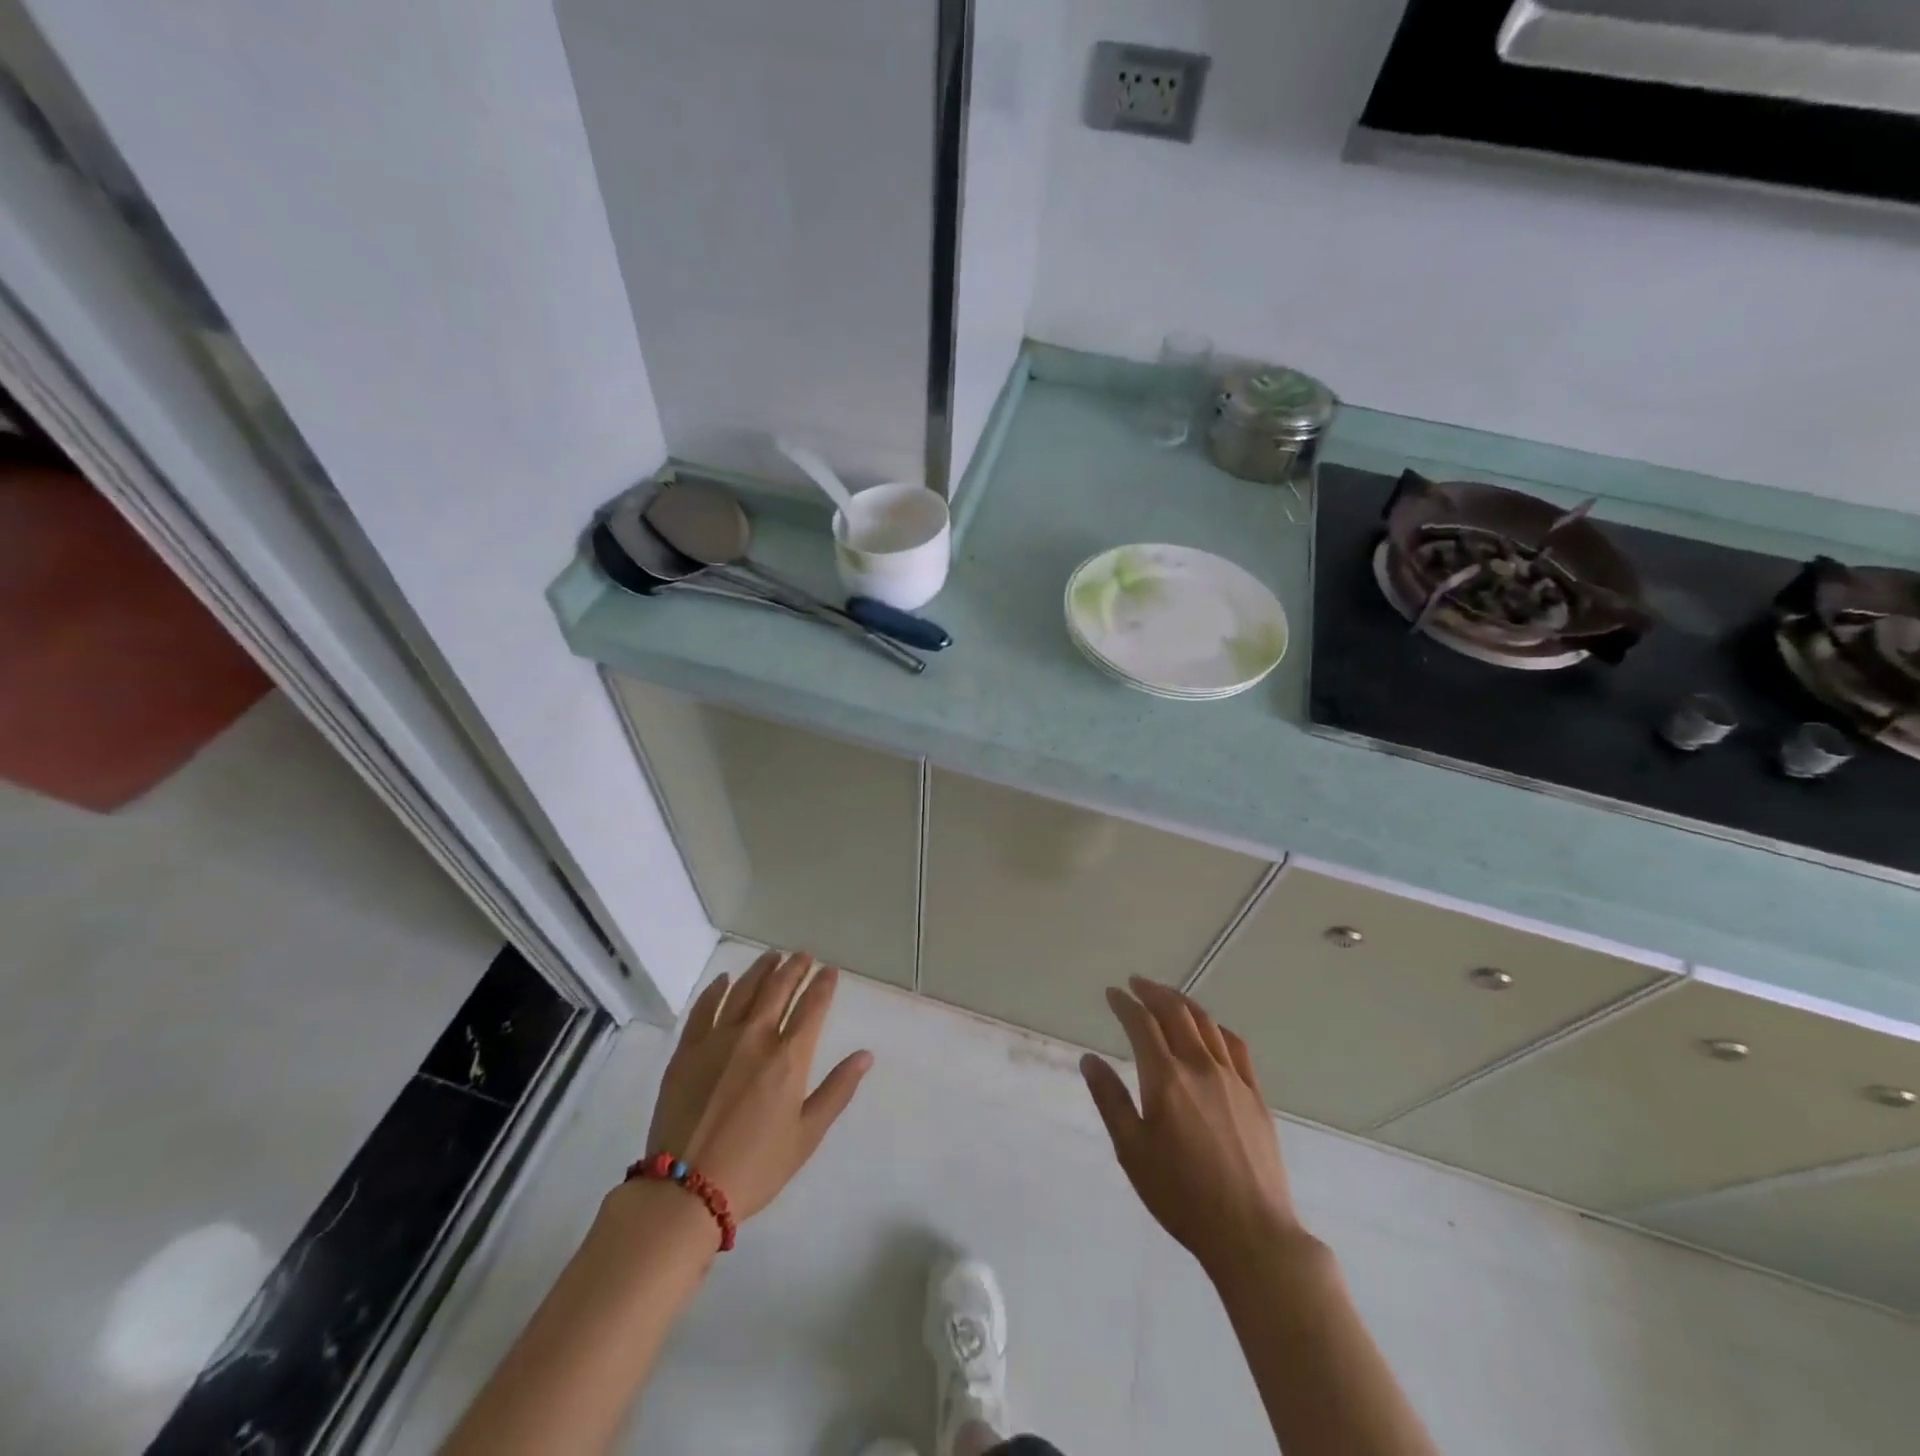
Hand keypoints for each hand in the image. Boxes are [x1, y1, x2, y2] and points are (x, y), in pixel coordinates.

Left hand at [643, 949, 871, 1222]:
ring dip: (761, 970)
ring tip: (773, 957)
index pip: (812, 1007)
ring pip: (743, 990)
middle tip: (804, 955)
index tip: (830, 971)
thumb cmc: (755, 1167)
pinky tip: (725, 980)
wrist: (685, 1191)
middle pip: (778, 989)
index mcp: (788, 1058)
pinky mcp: (687, 1050)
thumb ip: (837, 1091)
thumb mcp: (806, 1135)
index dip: (823, 985)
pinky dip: (717, 990)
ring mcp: (717, 1040)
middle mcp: (755, 1037)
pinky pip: (704, 1008)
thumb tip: (865, 1056)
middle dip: (795, 968)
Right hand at [1082, 976, 1304, 1279]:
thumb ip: (1110, 1100)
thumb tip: (1089, 1059)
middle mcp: (1199, 1066)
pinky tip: (1210, 1030)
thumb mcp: (1132, 1152)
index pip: (1141, 1024)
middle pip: (1175, 1013)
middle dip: (1153, 992)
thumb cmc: (1181, 1196)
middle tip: (1136, 983)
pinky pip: (1235, 1046)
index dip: (1124, 1003)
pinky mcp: (1255, 1095)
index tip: (1111, 993)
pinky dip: (1216, 1027)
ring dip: (1183, 1003)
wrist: (1252, 1234)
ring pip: (1206, 1024)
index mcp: (1165, 1078)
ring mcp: (1232, 1079)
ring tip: (1168, 997)